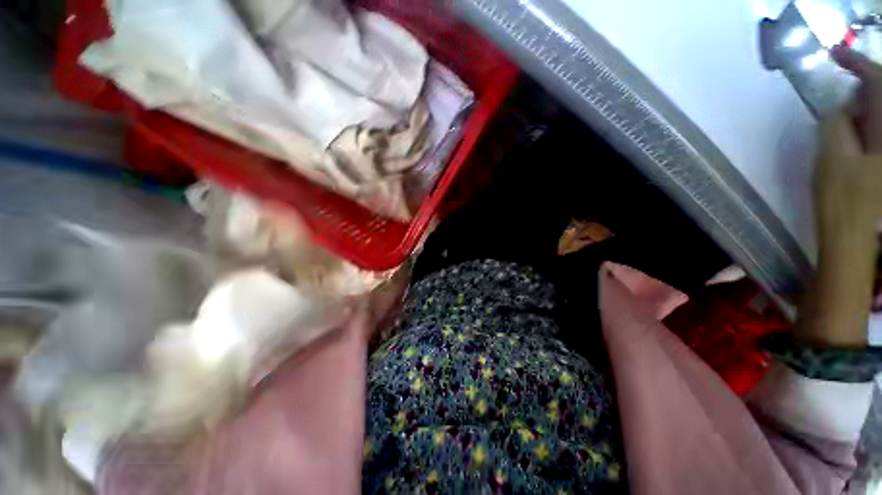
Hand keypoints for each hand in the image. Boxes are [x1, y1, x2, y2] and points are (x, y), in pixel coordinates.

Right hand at [816, 46, 881, 235]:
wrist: (857, 242)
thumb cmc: (844, 202)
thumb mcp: (832, 160)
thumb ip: (834, 126)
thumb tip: (837, 108)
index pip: (878, 82)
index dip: (857, 63)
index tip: (834, 54)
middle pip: (881, 98)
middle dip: (859, 92)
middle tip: (837, 101)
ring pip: (879, 117)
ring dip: (860, 113)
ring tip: (841, 123)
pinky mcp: (881, 166)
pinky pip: (876, 135)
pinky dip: (862, 129)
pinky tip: (849, 138)